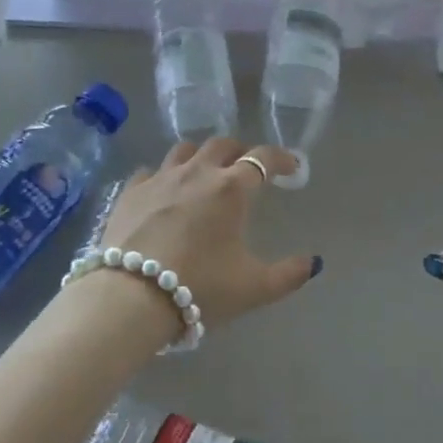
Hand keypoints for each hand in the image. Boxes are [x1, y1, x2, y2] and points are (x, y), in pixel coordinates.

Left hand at [97, 139, 319, 327]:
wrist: (130, 297)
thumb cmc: (200, 288)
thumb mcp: (254, 288)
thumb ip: (289, 274)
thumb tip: (313, 263)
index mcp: (231, 189)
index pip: (263, 158)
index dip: (282, 158)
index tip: (291, 167)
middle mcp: (196, 173)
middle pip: (222, 145)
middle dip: (240, 152)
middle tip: (247, 169)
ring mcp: (159, 179)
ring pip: (184, 150)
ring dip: (201, 156)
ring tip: (205, 172)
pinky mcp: (129, 193)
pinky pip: (151, 171)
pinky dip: (164, 175)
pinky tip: (164, 191)